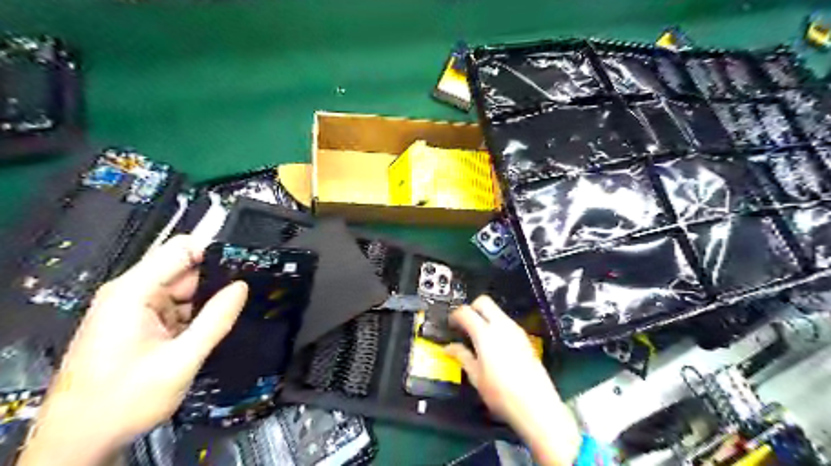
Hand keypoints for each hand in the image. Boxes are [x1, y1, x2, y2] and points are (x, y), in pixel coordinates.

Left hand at [18, 237, 245, 465]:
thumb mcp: (181, 361)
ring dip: (206, 301)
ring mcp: (133, 308)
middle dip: (215, 280)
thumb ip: (215, 320)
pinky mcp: (137, 323)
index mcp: (134, 292)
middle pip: (184, 269)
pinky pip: (175, 307)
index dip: (215, 251)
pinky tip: (210, 328)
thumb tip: (242, 287)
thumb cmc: (124, 400)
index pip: (181, 249)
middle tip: (246, 294)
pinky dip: (195, 315)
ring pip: (183, 290)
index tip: (246, 264)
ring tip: (232, 314)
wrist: (78, 442)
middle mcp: (131, 293)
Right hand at [448, 297, 578, 463]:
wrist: (537, 406)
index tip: (450, 324)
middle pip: (483, 302)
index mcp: (485, 334)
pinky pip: (506, 322)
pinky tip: (493, 345)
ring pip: (497, 311)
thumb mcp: (476, 377)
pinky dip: (496, 325)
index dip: (455, 315)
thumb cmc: (501, 393)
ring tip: (477, 336)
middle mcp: (502, 326)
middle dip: (471, 308)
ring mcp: (516, 330)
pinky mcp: (525, 338)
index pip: (465, 312)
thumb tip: (449, 348)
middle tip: (464, 324)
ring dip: (485, 316)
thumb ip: (462, 356)